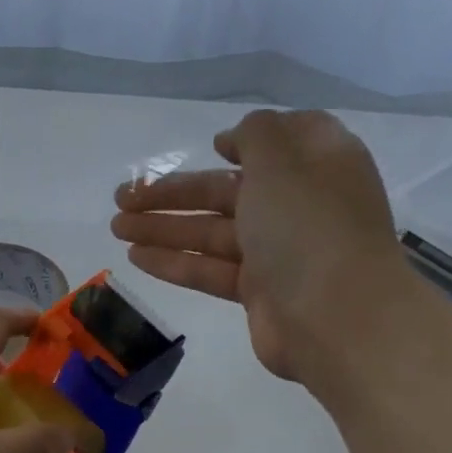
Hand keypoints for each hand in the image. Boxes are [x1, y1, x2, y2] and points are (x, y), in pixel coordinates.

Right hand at [110, 109, 418, 379]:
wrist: (335, 317)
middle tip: (122, 197)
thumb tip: (236, 138)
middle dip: (174, 192)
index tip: (213, 146)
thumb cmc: (309, 227)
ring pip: (211, 232)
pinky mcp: (258, 291)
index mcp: (316, 163)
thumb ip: (255, 135)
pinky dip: (175, 261)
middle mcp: (298, 204)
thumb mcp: (281, 161)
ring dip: (163, 226)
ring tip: (115, 226)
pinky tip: (135, 256)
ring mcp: (279, 251)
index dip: (246, 141)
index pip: (282, 141)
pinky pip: (210, 269)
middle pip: (227, 191)